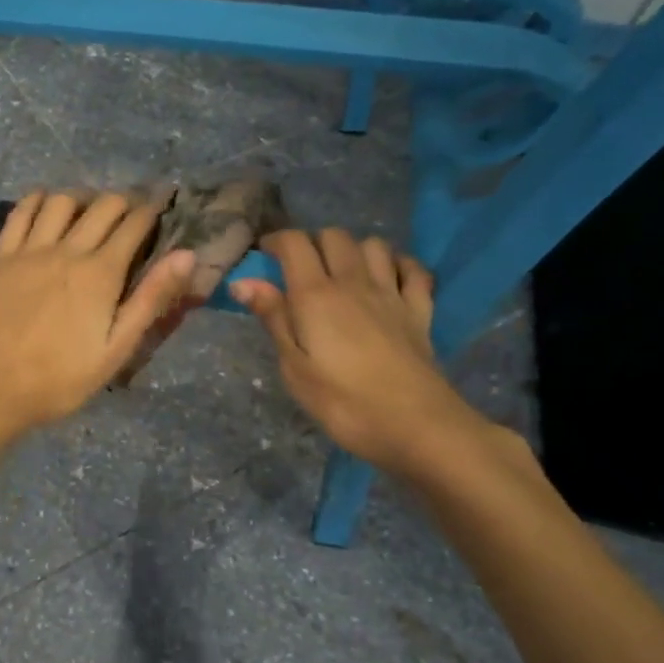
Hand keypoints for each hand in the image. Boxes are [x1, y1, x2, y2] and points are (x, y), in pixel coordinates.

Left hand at [0, 189, 195, 436]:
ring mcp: (30, 250)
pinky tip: (47, 207)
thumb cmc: (62, 378)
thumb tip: (186, 255)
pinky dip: (39, 200)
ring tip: (89, 211)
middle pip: (103, 205)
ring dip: (83, 198)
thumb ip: (151, 299)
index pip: (134, 223)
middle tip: (130, 214)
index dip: (152, 211)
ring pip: (62, 200)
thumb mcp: (117, 349)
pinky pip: (21, 211)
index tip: (160, 209)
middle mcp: (68, 250)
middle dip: (124, 202)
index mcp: (101, 274)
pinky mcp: (1, 256)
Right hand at [229, 229, 494, 480]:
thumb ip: (273, 318)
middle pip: (334, 236)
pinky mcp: (420, 311)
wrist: (416, 425)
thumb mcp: (294, 367)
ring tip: (342, 271)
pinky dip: (398, 264)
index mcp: (316, 295)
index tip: (264, 254)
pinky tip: (388, 279)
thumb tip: (243, 281)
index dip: (276, 240)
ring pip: (374, 245)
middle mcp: (353, 282)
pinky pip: (413, 270)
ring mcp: (391, 293)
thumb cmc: (343, 403)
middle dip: (313, 242)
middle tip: (300, 268)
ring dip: (354, 250)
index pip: (295, 244)